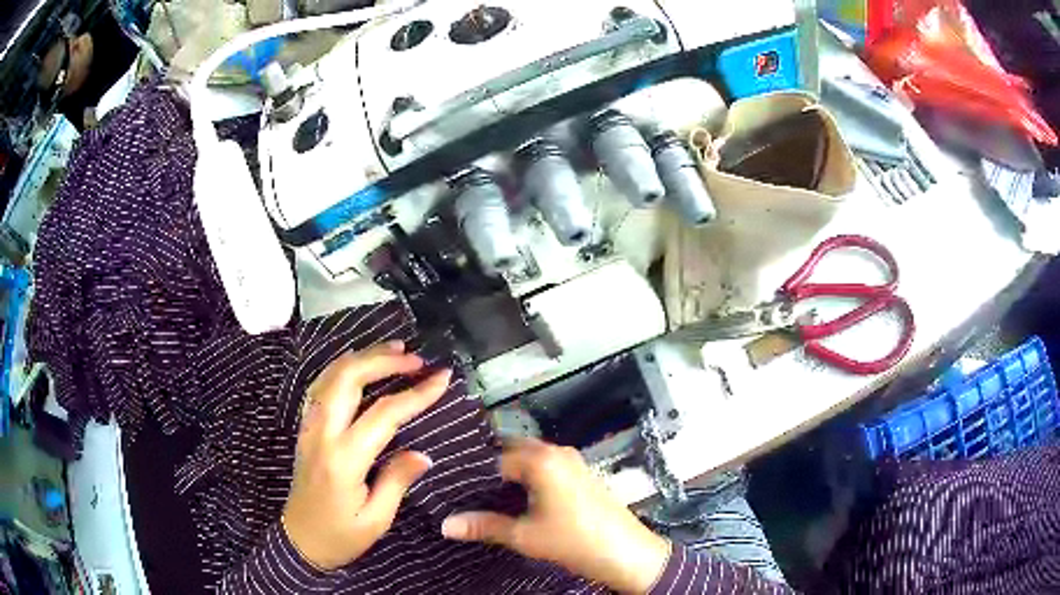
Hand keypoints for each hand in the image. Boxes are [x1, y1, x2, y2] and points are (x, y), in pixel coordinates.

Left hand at [282, 341, 451, 570]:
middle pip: (348, 378)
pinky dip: (342, 368)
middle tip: (415, 358)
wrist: (299, 540)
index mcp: (344, 458)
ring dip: (362, 357)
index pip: (383, 414)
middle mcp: (322, 433)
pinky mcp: (305, 428)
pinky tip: (359, 365)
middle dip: (383, 360)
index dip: (415, 394)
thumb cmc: (341, 535)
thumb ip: (397, 481)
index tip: (442, 378)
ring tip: (393, 350)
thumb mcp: (376, 519)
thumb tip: (423, 454)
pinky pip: (320, 386)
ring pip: (330, 375)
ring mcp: (309, 427)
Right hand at [441, 438, 670, 593]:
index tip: (453, 486)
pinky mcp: (583, 474)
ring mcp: (574, 461)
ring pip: (532, 458)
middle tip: (467, 489)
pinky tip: (520, 498)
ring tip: (488, 495)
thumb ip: (484, 526)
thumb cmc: (573, 541)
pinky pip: (548, 466)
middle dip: (492, 468)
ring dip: (513, 472)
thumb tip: (445, 525)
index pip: (494, 457)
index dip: (474, 473)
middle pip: (514, 451)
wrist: (626, 553)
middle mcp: (557, 452)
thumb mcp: (524, 536)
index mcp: (541, 460)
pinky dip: (531, 476)